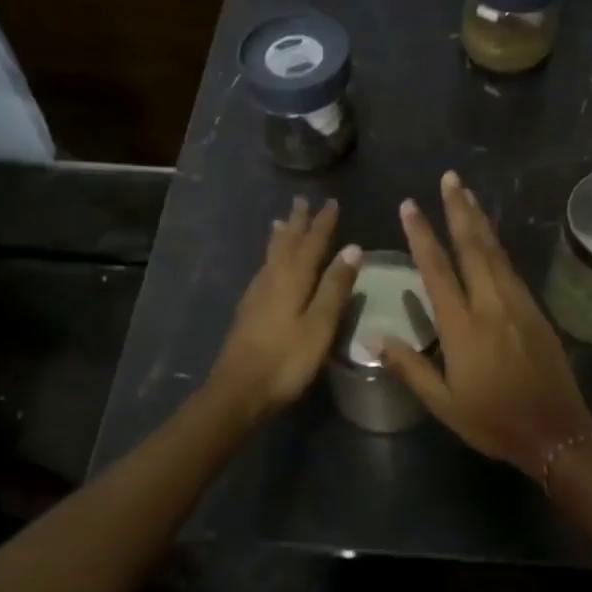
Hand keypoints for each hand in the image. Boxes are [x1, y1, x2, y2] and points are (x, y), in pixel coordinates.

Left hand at [210, 197, 361, 421]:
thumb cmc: (286, 360)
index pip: (311, 243)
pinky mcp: (248, 312)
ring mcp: (256, 295)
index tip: (332, 202)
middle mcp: (272, 279)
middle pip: (286, 244)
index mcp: (292, 279)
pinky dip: (271, 257)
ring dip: (280, 237)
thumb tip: (352, 248)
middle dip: (297, 222)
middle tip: (301, 200)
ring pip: (271, 256)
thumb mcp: (320, 325)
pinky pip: (264, 270)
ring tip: (282, 222)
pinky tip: (270, 266)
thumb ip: (335, 287)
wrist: (238, 391)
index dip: (322, 224)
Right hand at [379, 171, 591, 477]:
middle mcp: (491, 305)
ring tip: (467, 193)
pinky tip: (491, 236)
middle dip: (458, 209)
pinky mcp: (535, 310)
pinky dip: (497, 244)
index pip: (437, 270)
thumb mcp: (443, 403)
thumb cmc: (493, 420)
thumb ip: (410, 367)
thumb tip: (374, 337)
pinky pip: (511, 267)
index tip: (409, 206)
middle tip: (450, 177)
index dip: (421, 235)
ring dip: (479, 220)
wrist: (556, 432)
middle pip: (472, 247)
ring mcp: (517, 304)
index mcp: (463, 327)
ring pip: (495, 252)